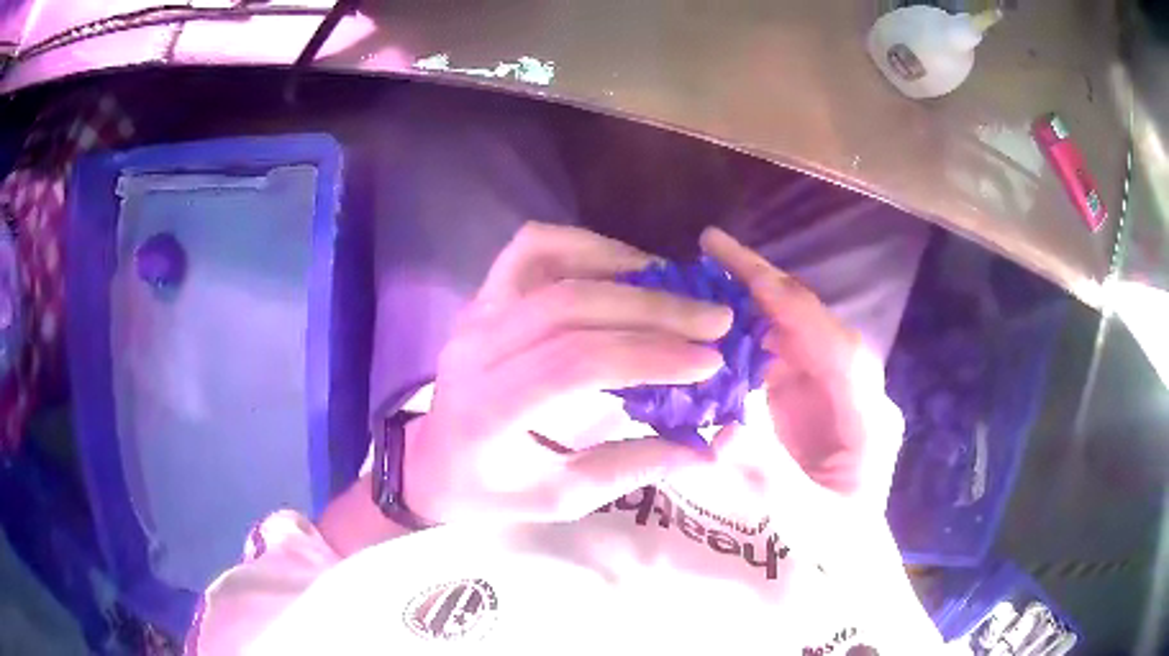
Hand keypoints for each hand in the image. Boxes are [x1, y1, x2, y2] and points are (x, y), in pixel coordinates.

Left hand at [403, 222, 733, 524]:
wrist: (430, 463)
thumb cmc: (489, 491)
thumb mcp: (559, 499)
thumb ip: (631, 468)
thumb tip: (706, 447)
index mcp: (489, 411)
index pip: (574, 365)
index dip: (648, 356)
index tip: (709, 361)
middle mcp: (476, 349)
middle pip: (570, 306)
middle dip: (654, 310)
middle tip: (714, 320)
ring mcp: (475, 313)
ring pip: (549, 261)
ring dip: (622, 266)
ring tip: (677, 287)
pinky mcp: (483, 296)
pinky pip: (533, 248)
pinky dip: (584, 245)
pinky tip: (625, 267)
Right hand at [698, 227, 904, 555]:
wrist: (849, 553)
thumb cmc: (838, 541)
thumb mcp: (809, 523)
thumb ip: (773, 481)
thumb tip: (723, 431)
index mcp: (869, 417)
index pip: (837, 347)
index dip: (792, 306)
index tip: (743, 271)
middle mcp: (855, 391)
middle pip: (815, 326)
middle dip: (766, 286)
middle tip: (711, 250)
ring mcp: (832, 392)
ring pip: (796, 334)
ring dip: (753, 305)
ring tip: (705, 279)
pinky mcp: (811, 399)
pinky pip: (780, 356)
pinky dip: (749, 336)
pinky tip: (717, 328)